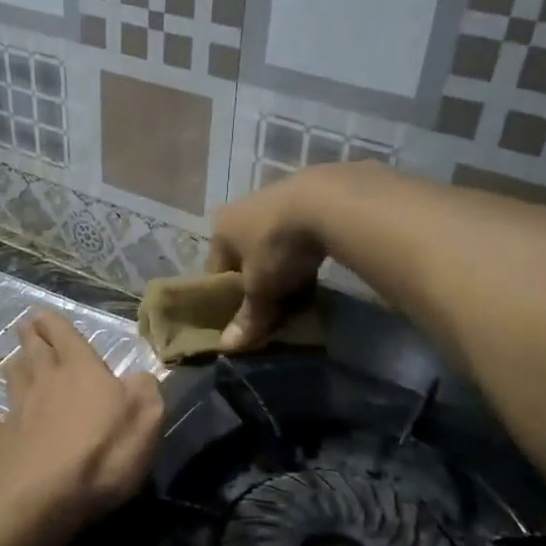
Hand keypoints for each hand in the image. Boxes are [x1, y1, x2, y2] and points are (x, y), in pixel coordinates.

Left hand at [0, 313, 163, 528]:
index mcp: (80, 370)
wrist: (44, 497)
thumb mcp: (146, 418)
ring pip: (12, 381)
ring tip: (12, 362)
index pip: (64, 335)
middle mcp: (45, 382)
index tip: (42, 313)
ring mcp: (17, 412)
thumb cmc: (102, 453)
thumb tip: (138, 378)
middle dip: (31, 337)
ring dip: (14, 369)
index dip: (54, 323)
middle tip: (25, 326)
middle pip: (34, 352)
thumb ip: (144, 391)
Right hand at [207, 167, 341, 350]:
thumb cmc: (278, 246)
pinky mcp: (308, 196)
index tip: (244, 319)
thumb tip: (226, 348)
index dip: (229, 298)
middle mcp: (242, 209)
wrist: (328, 200)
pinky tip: (318, 269)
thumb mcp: (260, 288)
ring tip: (300, 293)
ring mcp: (275, 199)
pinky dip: (303, 254)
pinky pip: (298, 236)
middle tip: (275, 308)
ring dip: (283, 269)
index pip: (217, 271)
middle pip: (245, 258)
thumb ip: (247, 317)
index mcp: (221, 228)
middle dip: (259, 284)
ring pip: (273, 246)